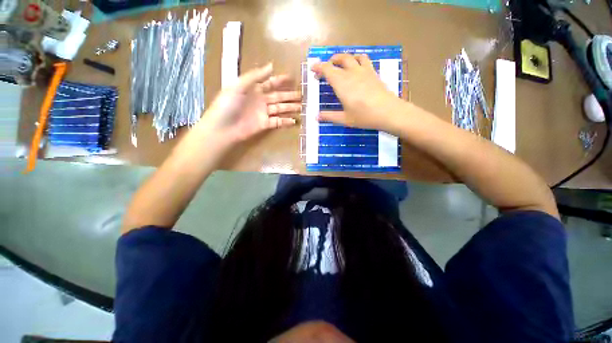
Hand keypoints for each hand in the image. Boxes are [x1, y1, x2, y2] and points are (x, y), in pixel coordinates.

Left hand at [201, 63, 299, 144]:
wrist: (223, 128)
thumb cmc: (228, 105)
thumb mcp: (238, 86)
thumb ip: (255, 76)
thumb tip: (271, 66)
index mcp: (254, 89)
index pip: (270, 83)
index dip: (281, 80)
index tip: (293, 78)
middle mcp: (260, 100)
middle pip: (278, 96)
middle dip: (289, 95)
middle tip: (302, 95)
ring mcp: (263, 113)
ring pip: (280, 109)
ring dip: (290, 108)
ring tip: (301, 107)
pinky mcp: (265, 125)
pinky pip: (278, 122)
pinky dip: (286, 121)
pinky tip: (294, 121)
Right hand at [311, 54, 403, 130]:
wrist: (388, 112)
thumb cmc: (364, 116)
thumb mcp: (345, 119)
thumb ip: (329, 116)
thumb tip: (316, 117)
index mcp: (342, 84)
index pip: (327, 69)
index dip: (318, 67)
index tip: (313, 69)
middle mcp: (351, 73)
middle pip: (337, 61)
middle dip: (328, 64)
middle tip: (323, 71)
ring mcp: (363, 71)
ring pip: (350, 57)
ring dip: (341, 58)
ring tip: (338, 64)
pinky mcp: (372, 72)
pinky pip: (363, 59)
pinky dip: (356, 59)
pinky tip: (355, 65)